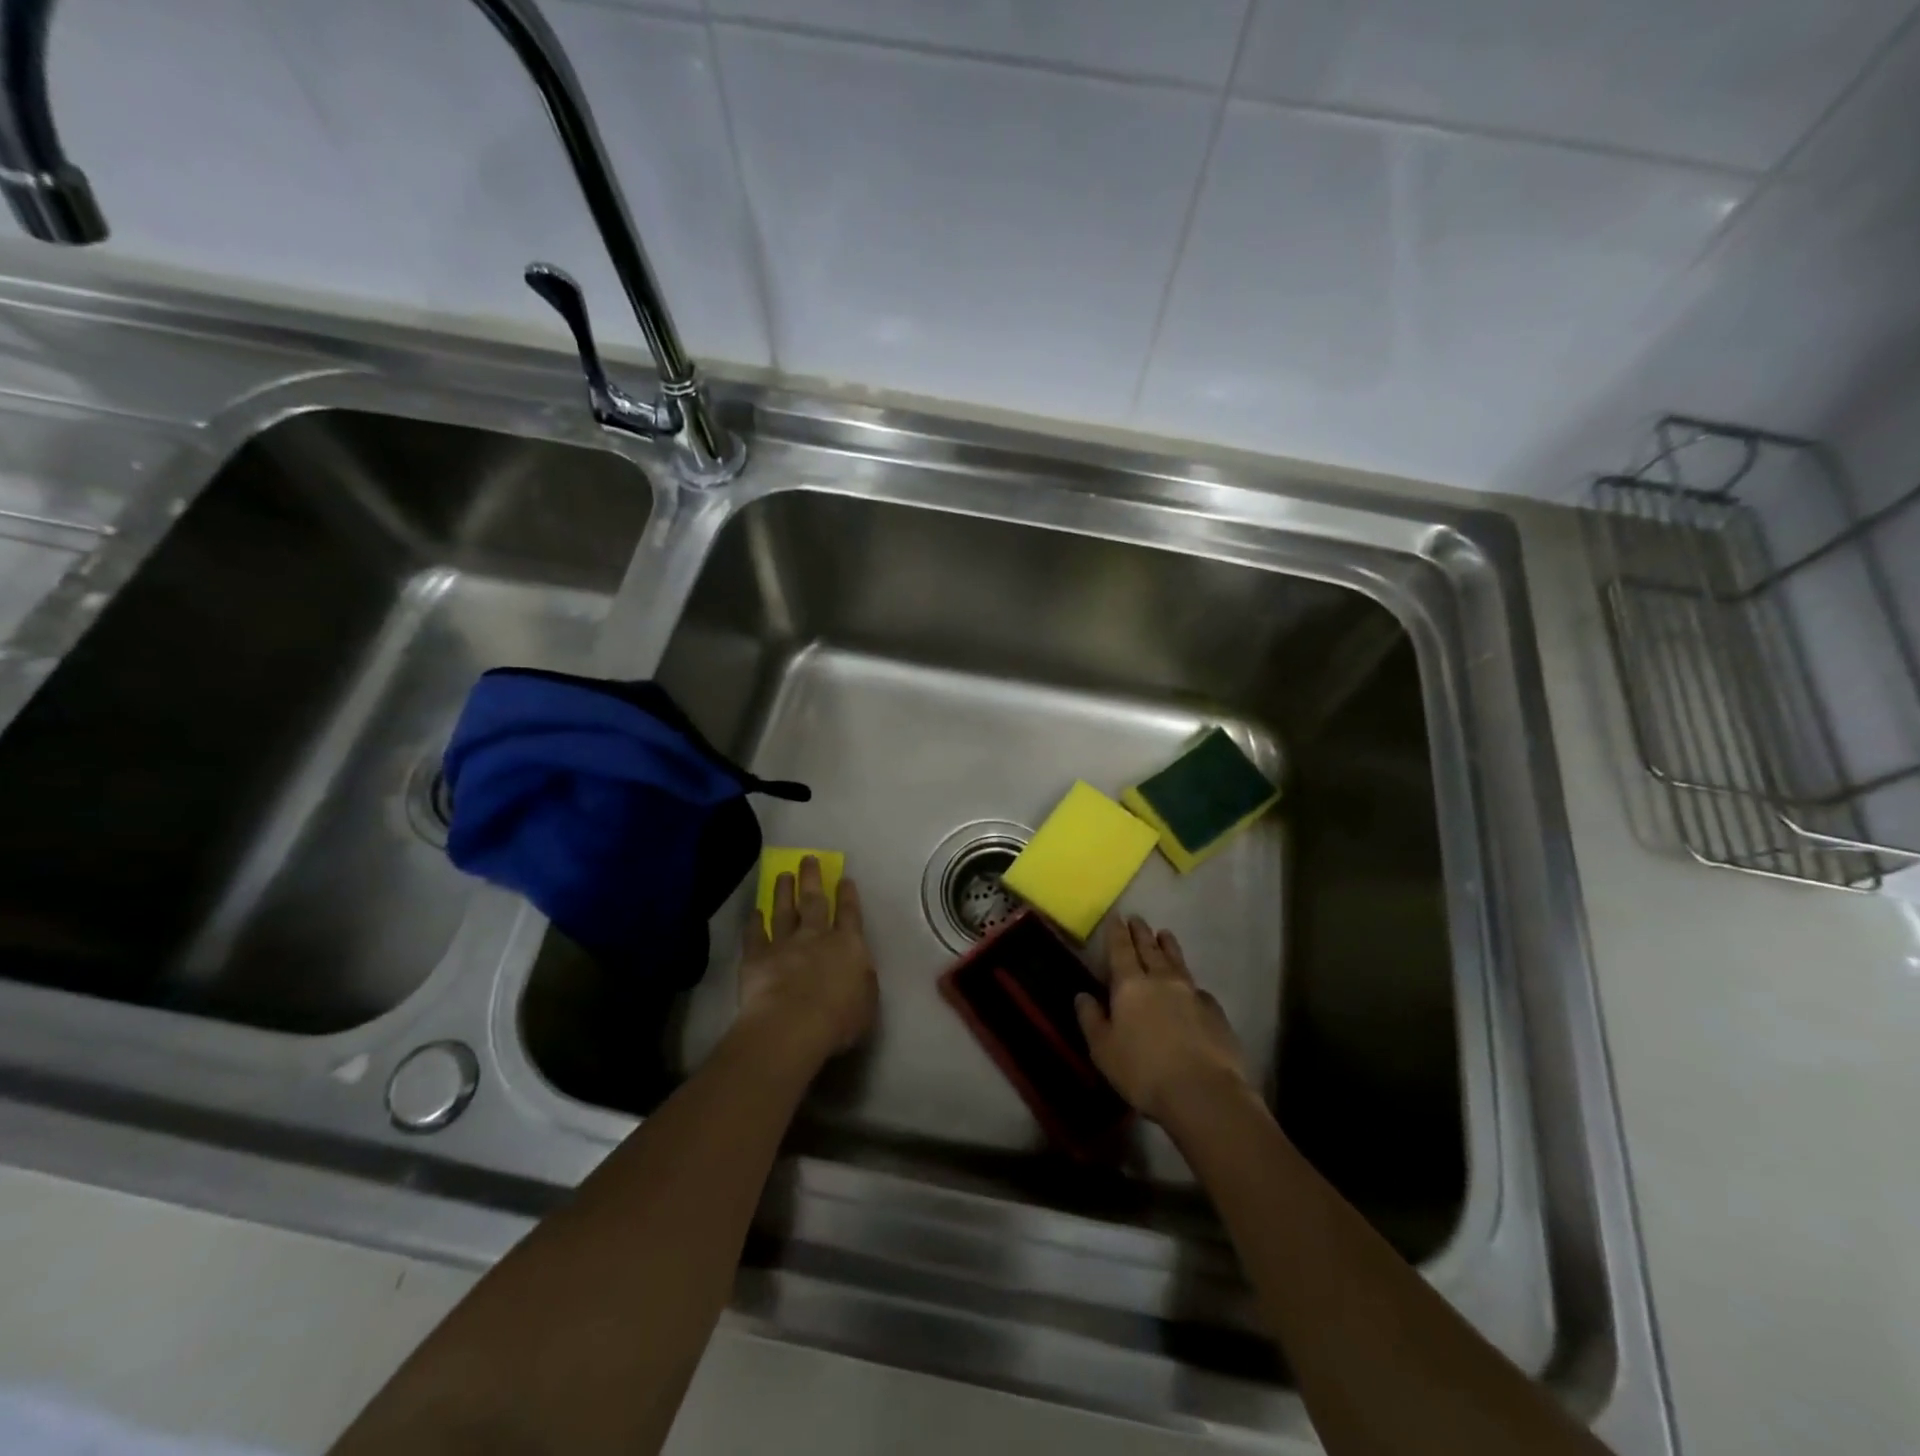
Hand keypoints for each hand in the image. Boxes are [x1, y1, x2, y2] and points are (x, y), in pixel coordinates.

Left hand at [738, 856, 877, 1064]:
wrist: (793, 1025)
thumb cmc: (839, 1020)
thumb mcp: (867, 1002)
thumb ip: (863, 981)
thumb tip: (859, 968)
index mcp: (848, 946)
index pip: (850, 914)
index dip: (848, 895)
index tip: (844, 878)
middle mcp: (817, 936)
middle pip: (815, 901)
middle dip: (812, 878)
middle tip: (808, 859)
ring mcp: (785, 943)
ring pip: (784, 911)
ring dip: (784, 892)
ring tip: (783, 875)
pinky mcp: (757, 957)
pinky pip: (755, 935)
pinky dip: (754, 922)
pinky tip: (754, 912)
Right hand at [1075, 916, 1251, 1125]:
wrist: (1203, 1092)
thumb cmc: (1143, 1072)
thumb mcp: (1103, 1050)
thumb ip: (1091, 1019)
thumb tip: (1082, 995)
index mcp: (1130, 985)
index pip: (1121, 949)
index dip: (1117, 932)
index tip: (1117, 916)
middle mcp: (1161, 980)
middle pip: (1150, 949)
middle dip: (1141, 933)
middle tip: (1137, 918)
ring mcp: (1192, 994)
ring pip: (1177, 962)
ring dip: (1168, 946)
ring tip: (1165, 934)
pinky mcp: (1215, 1013)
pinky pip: (1198, 989)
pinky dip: (1190, 982)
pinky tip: (1192, 987)